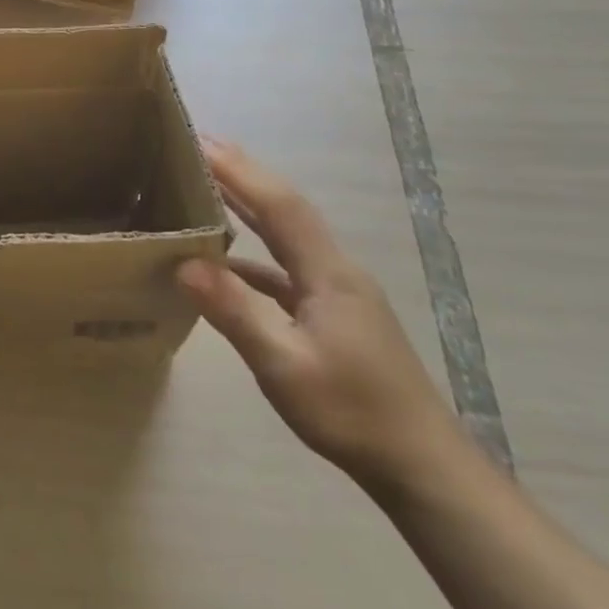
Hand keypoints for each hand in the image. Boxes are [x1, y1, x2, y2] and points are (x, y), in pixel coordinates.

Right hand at [176, 137, 463, 490]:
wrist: (423, 468)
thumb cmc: (353, 413)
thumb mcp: (285, 366)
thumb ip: (236, 311)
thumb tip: (185, 264)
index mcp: (328, 272)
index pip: (279, 204)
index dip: (239, 170)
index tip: (199, 140)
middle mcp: (334, 269)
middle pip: (285, 207)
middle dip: (243, 173)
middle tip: (198, 145)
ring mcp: (337, 292)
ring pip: (287, 235)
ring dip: (249, 206)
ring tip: (207, 186)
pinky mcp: (335, 315)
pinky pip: (286, 268)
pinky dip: (254, 255)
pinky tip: (226, 265)